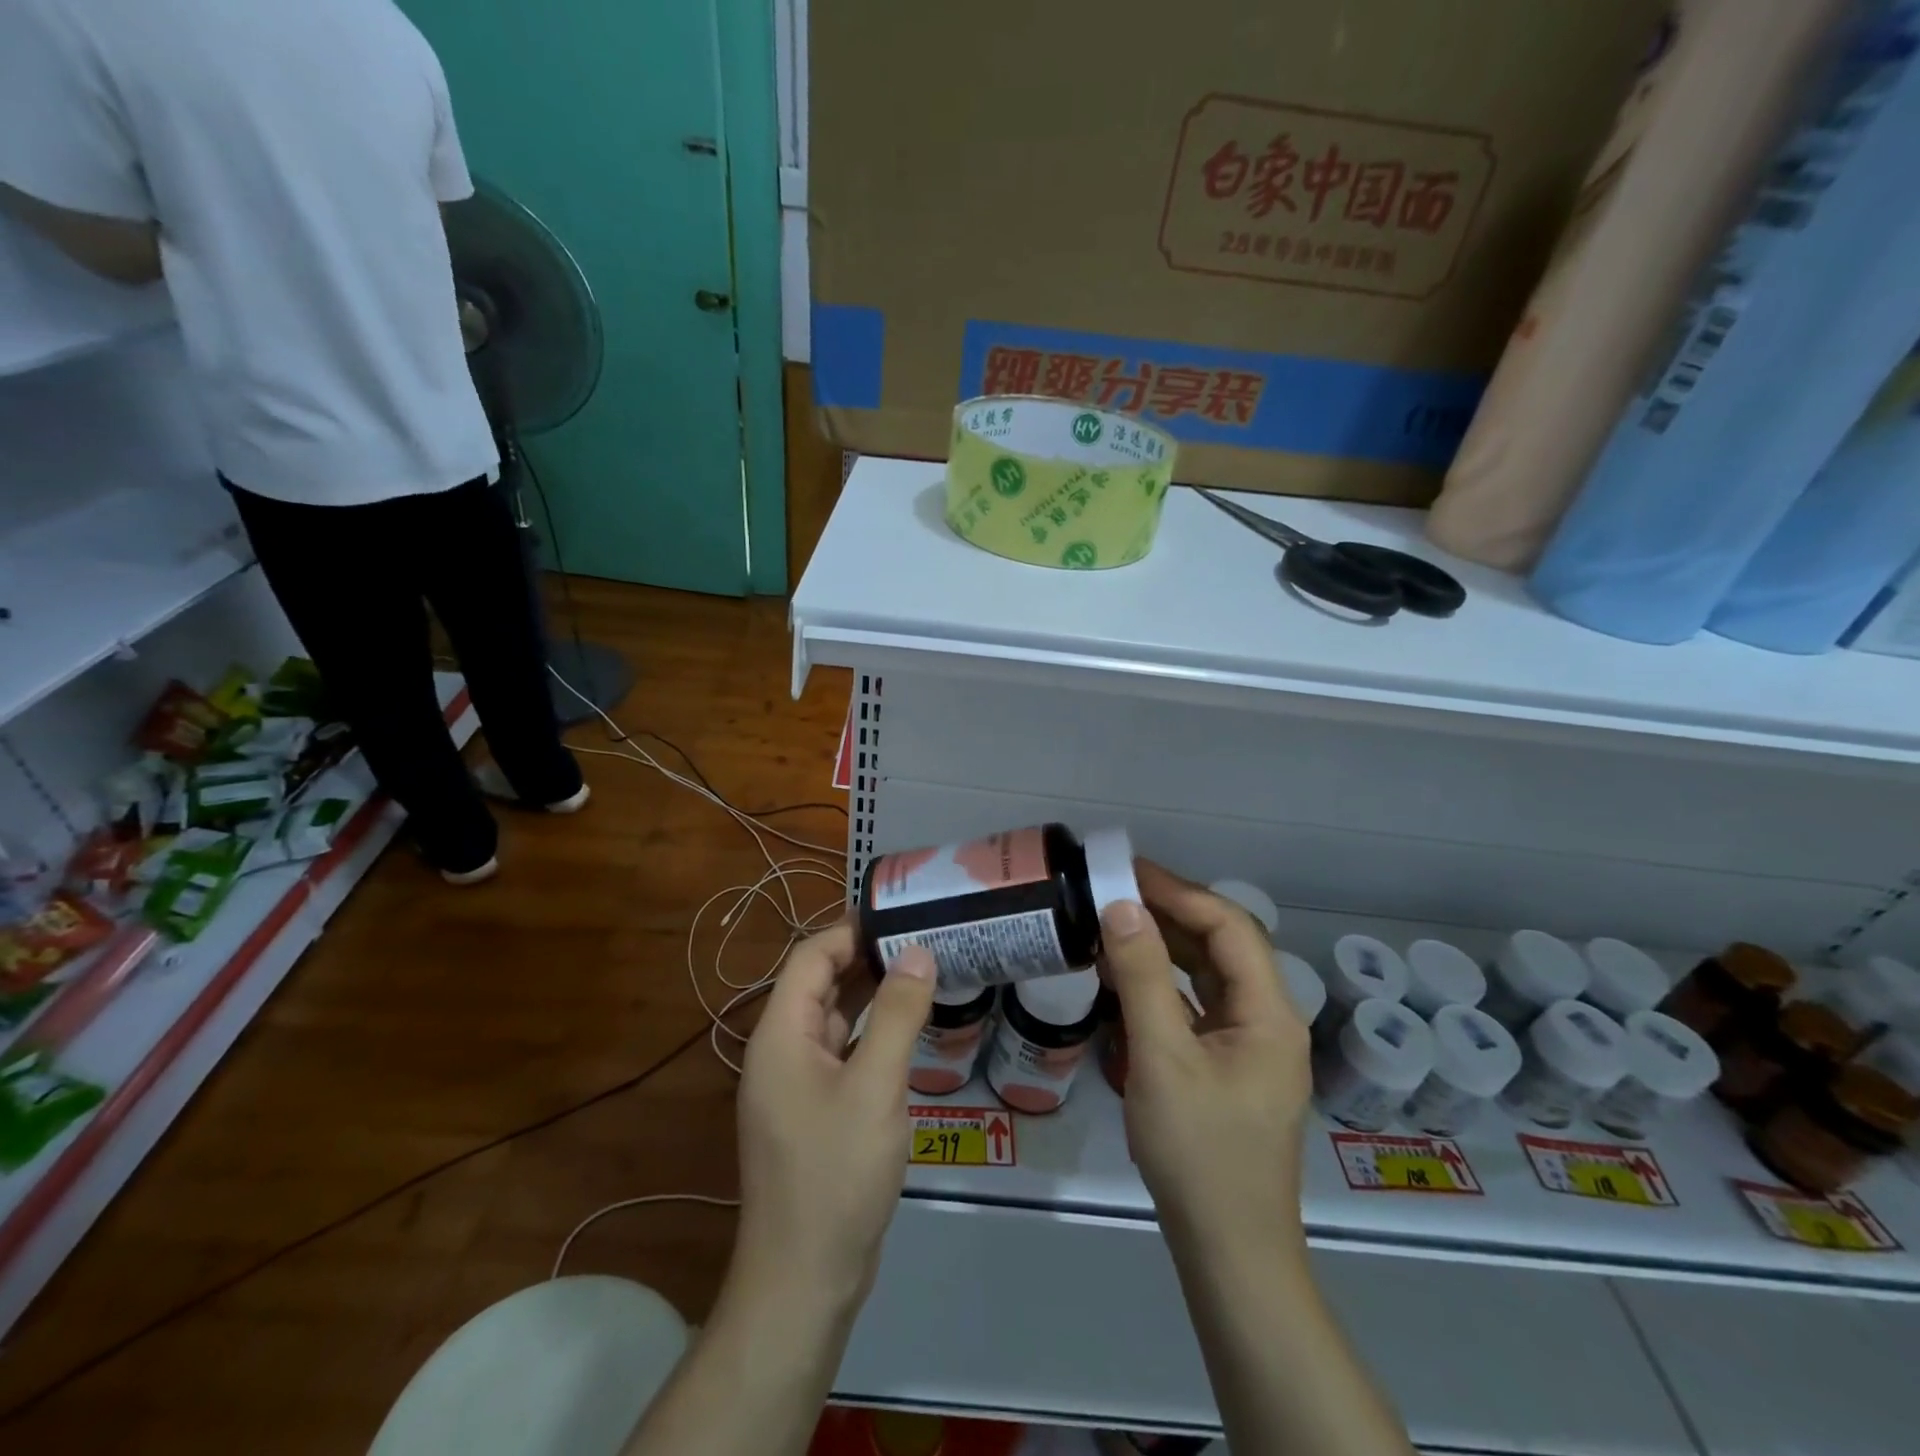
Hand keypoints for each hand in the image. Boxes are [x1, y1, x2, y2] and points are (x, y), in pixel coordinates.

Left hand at [733, 922, 935, 1311]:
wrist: (804, 1280)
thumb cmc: (836, 1173)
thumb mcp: (876, 1087)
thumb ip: (898, 1014)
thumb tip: (917, 951)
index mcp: (781, 1034)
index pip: (811, 957)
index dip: (852, 931)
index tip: (901, 915)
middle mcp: (781, 1050)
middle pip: (821, 984)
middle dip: (867, 958)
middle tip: (923, 938)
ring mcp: (795, 1084)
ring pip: (834, 1020)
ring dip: (872, 995)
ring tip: (923, 971)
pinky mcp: (813, 1111)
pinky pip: (842, 1053)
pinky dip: (871, 1033)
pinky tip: (908, 1030)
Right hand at [1101, 860, 1312, 1246]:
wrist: (1228, 1252)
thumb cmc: (1199, 1152)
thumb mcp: (1162, 1057)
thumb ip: (1142, 976)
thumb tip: (1121, 906)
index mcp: (1270, 1012)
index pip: (1229, 926)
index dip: (1179, 892)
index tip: (1128, 873)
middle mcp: (1269, 1019)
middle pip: (1222, 944)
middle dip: (1170, 912)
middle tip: (1115, 890)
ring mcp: (1250, 1044)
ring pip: (1209, 973)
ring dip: (1165, 944)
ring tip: (1115, 921)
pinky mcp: (1229, 1065)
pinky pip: (1198, 1004)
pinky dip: (1163, 982)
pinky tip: (1126, 976)